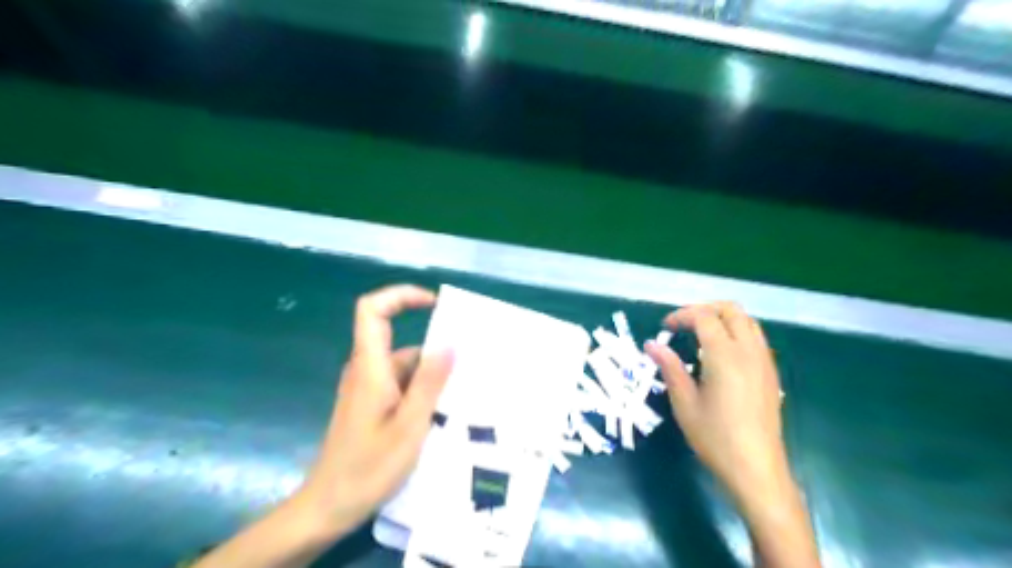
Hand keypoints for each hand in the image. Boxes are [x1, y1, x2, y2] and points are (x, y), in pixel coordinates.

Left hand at [293, 286, 450, 539]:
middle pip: (396, 339)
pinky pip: (400, 383)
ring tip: (462, 393)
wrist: (328, 507)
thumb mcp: (409, 425)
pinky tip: (443, 411)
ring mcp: (367, 388)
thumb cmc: (368, 467)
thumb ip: (429, 382)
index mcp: (370, 367)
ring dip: (430, 374)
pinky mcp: (370, 404)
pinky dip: (421, 390)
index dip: (401, 296)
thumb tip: (449, 343)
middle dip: (433, 346)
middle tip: (467, 364)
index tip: (434, 304)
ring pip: (403, 365)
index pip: (372, 310)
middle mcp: (365, 370)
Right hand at [644, 304, 784, 502]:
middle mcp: (749, 351)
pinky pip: (756, 338)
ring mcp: (764, 362)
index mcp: (725, 356)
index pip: (704, 317)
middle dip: (704, 309)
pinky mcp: (771, 374)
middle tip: (683, 325)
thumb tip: (652, 345)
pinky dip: (736, 332)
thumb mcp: (684, 403)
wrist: (756, 469)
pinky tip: (720, 354)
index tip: (664, 328)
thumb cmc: (715, 437)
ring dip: (722, 318)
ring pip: (747, 321)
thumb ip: (670, 368)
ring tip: (700, 334)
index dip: (681, 315)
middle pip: (731, 310)